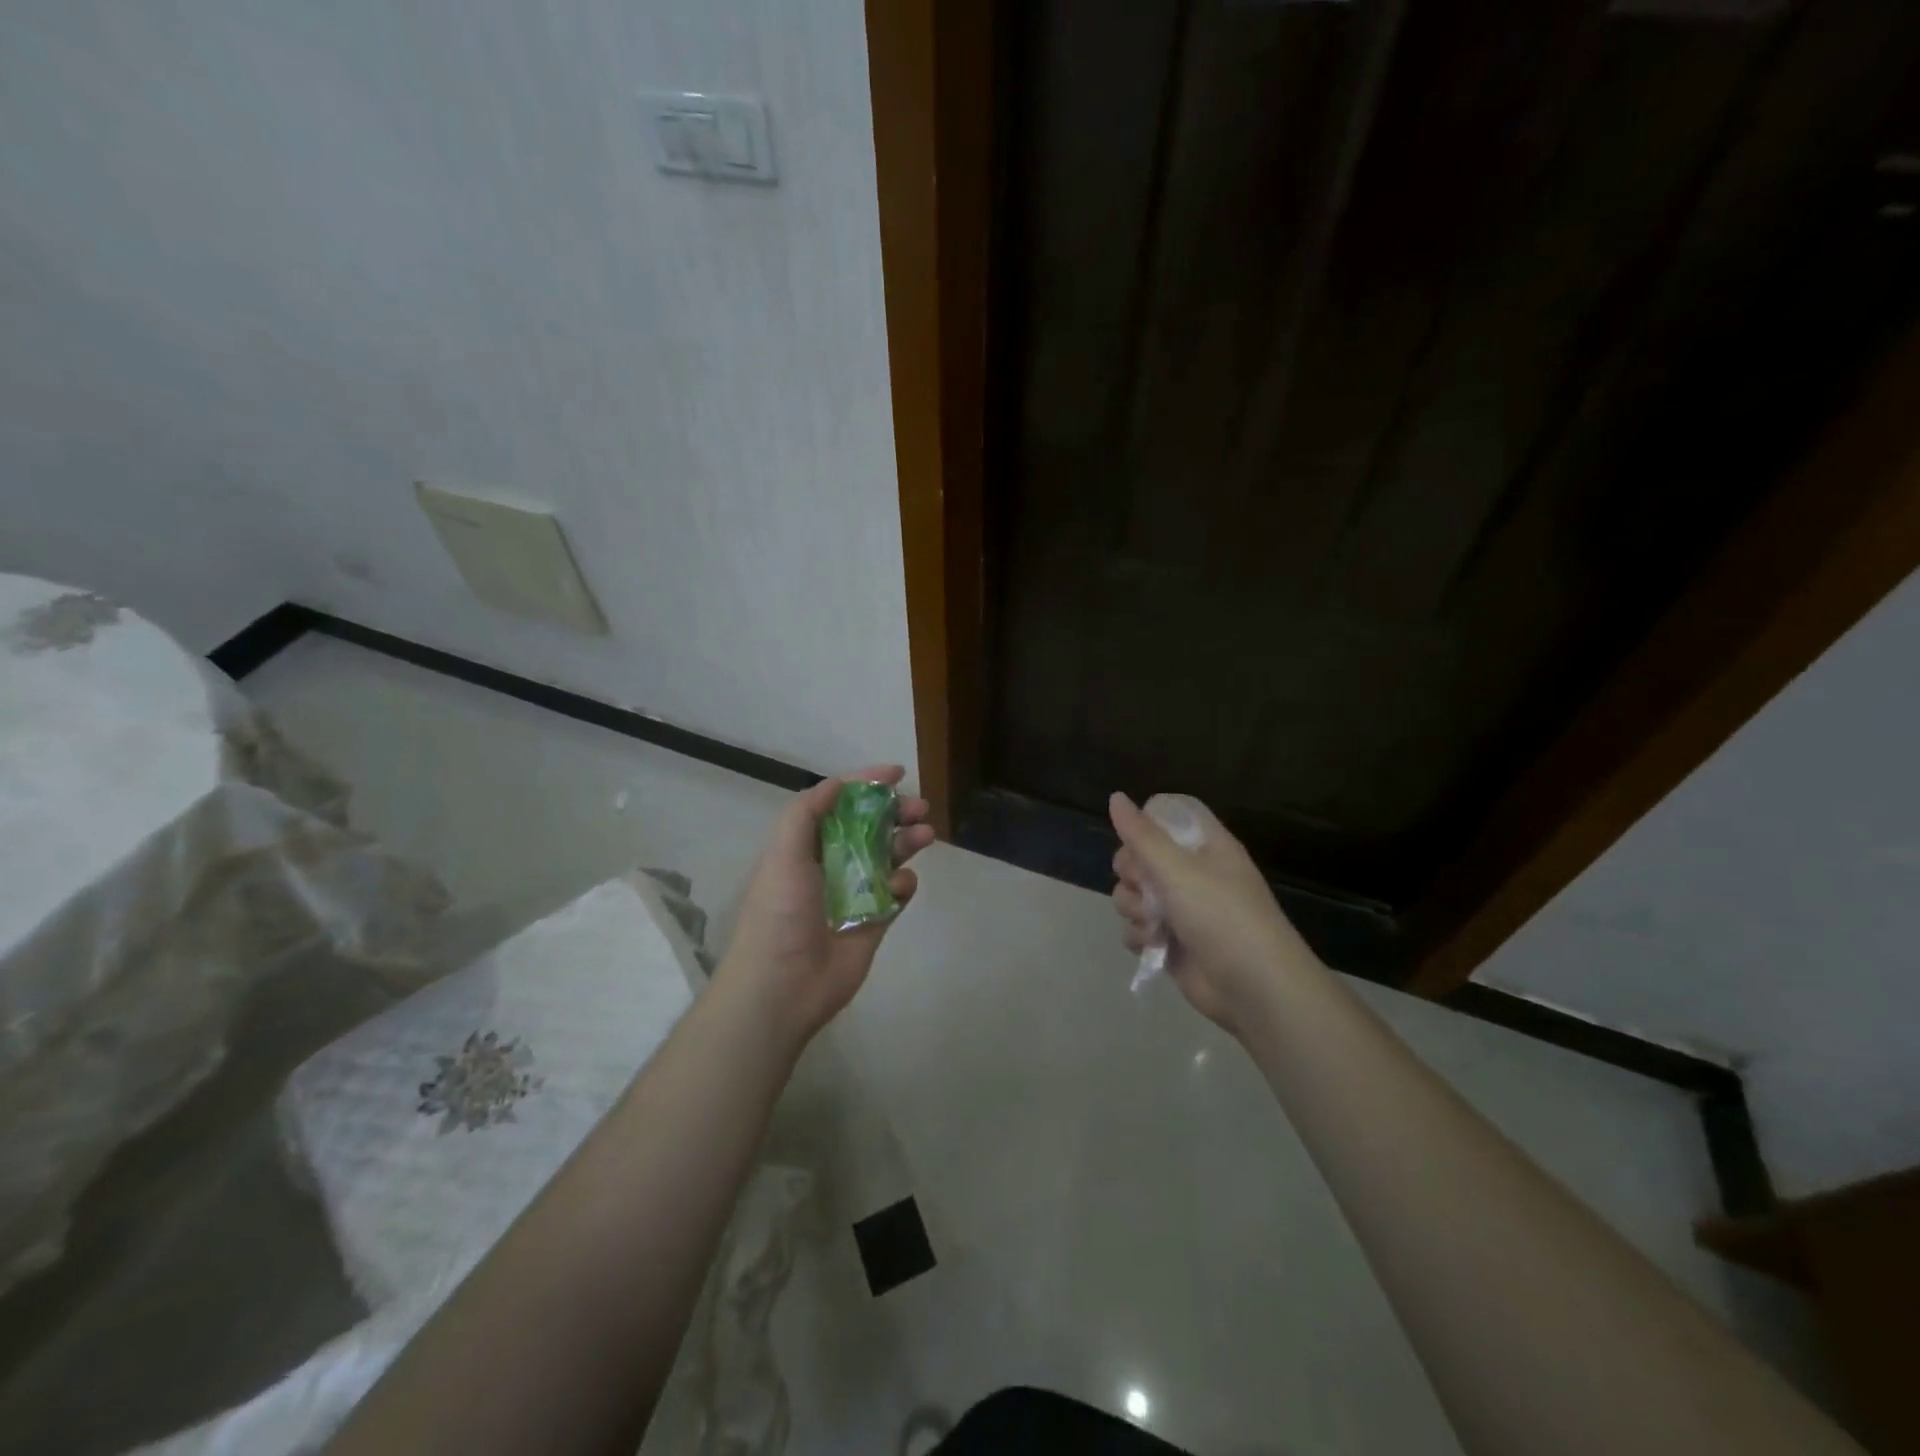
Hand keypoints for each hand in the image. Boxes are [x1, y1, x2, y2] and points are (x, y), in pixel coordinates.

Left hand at [720, 765, 934, 1041]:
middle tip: (919, 807)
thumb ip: (807, 813)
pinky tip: (901, 885)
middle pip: (870, 828)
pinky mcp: (874, 922)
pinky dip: (904, 884)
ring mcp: (854, 894)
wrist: (783, 987)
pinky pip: (897, 894)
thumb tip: (839, 783)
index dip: (866, 785)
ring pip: (889, 857)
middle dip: (895, 813)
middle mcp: (831, 865)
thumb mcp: (783, 853)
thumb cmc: (780, 913)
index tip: (896, 773)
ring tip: (925, 835)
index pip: (839, 805)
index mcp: (806, 846)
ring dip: (907, 841)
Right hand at [1109, 792, 1320, 1033]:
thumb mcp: (1178, 868)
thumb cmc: (1221, 915)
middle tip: (1145, 884)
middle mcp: (1191, 873)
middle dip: (1131, 872)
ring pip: (1132, 893)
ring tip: (1153, 922)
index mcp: (1204, 846)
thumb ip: (1142, 834)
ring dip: (1133, 907)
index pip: (1168, 815)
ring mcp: (1180, 908)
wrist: (1253, 987)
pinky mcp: (1169, 940)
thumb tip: (1115, 796)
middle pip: (1138, 855)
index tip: (1136, 837)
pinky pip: (1136, 926)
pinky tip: (1153, 943)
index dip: (1147, 821)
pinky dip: (1139, 935)